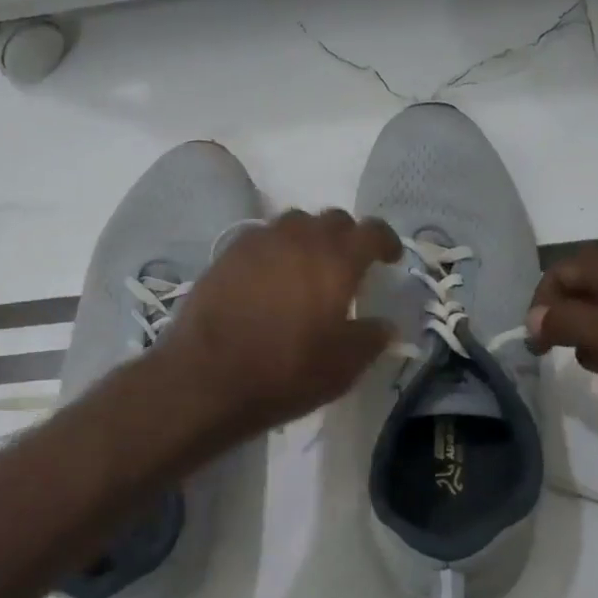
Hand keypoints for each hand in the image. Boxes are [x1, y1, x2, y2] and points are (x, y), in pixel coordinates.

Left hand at [159, 209, 401, 440]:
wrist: (207, 377)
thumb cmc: (285, 372)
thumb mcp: (343, 367)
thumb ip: (370, 339)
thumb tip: (384, 324)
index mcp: (335, 260)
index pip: (372, 231)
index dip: (386, 241)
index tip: (389, 258)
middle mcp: (298, 239)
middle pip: (331, 220)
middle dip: (346, 237)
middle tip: (347, 265)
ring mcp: (257, 243)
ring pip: (292, 224)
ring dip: (307, 239)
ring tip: (306, 267)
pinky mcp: (226, 255)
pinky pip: (260, 239)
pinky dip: (274, 251)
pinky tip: (269, 278)